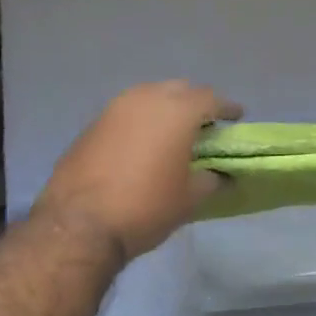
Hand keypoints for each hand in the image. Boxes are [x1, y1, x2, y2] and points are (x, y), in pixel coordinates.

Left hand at [35, 81, 242, 261]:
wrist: (79, 225)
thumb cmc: (146, 207)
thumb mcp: (189, 199)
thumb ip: (211, 180)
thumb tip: (221, 176)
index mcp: (177, 111)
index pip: (211, 98)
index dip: (227, 108)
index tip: (237, 118)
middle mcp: (146, 98)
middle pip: (179, 89)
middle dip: (195, 102)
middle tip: (205, 124)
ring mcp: (114, 108)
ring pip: (149, 96)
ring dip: (165, 108)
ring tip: (173, 131)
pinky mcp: (92, 124)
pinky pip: (126, 113)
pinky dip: (141, 121)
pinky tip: (143, 144)